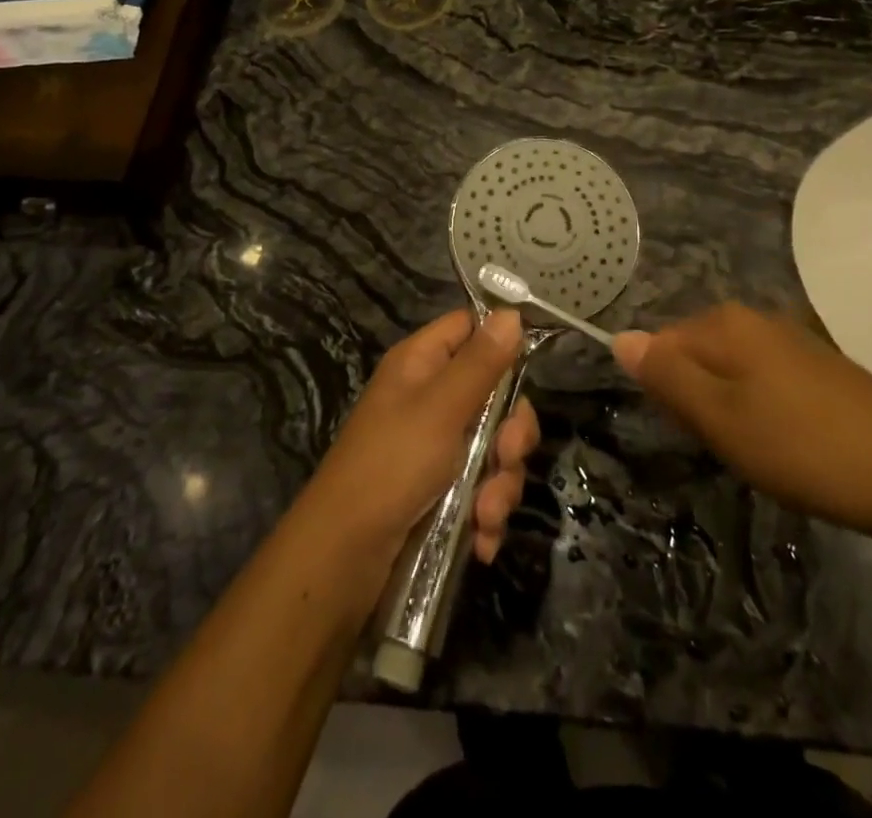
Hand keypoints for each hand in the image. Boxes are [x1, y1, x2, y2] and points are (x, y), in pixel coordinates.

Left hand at [308, 309, 539, 563]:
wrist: (343, 559)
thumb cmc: (390, 466)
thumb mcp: (441, 409)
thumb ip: (480, 363)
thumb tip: (512, 312)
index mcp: (421, 364)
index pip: (469, 328)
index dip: (500, 342)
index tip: (528, 368)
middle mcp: (429, 399)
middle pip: (494, 395)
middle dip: (510, 434)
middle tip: (507, 456)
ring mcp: (435, 447)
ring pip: (494, 449)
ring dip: (500, 485)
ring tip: (485, 513)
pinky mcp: (440, 492)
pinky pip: (482, 490)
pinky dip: (486, 515)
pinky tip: (480, 540)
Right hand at [613, 304, 871, 538]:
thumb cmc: (803, 447)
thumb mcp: (719, 418)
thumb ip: (666, 376)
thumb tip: (618, 337)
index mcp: (725, 323)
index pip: (660, 344)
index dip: (665, 391)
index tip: (690, 431)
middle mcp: (755, 319)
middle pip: (694, 354)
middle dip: (696, 400)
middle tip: (723, 445)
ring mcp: (791, 341)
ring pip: (729, 371)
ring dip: (727, 410)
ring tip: (755, 451)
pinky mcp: (819, 368)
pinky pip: (763, 381)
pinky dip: (761, 412)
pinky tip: (787, 445)